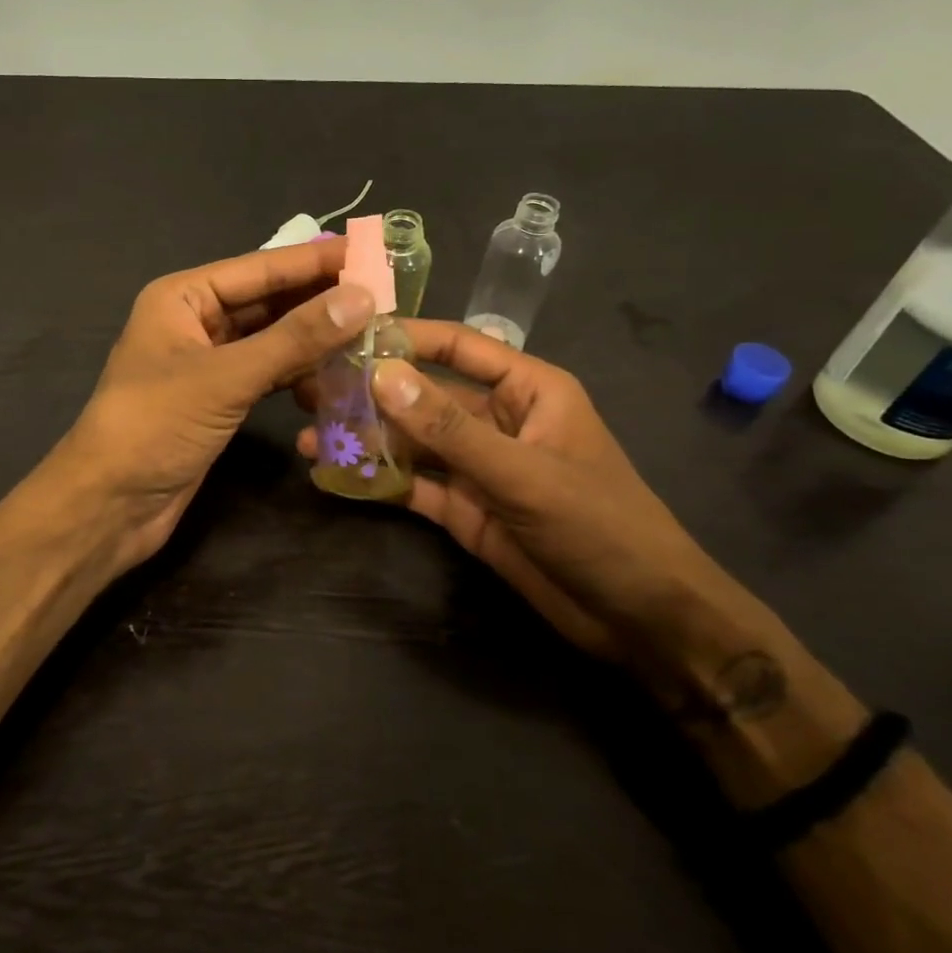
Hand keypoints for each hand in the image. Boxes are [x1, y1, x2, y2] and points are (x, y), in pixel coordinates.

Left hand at [63, 239, 373, 572]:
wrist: (110, 505)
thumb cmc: (155, 426)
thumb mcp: (226, 377)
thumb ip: (294, 338)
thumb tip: (361, 298)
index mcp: (183, 297)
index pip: (260, 269)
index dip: (315, 261)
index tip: (370, 251)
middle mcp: (195, 321)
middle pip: (268, 302)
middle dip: (320, 301)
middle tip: (384, 295)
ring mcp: (208, 363)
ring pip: (272, 340)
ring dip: (315, 341)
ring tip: (372, 336)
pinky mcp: (219, 400)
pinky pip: (267, 374)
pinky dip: (298, 375)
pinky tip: (335, 380)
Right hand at [298, 321, 760, 700]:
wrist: (640, 619)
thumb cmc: (599, 525)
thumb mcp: (522, 472)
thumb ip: (449, 427)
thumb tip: (381, 374)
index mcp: (527, 390)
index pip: (458, 346)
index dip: (407, 336)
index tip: (349, 333)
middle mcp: (497, 419)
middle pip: (424, 395)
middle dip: (372, 393)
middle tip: (311, 389)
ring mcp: (479, 466)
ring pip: (413, 442)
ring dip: (367, 439)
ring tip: (311, 436)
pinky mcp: (465, 509)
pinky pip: (415, 485)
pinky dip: (379, 481)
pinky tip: (336, 476)